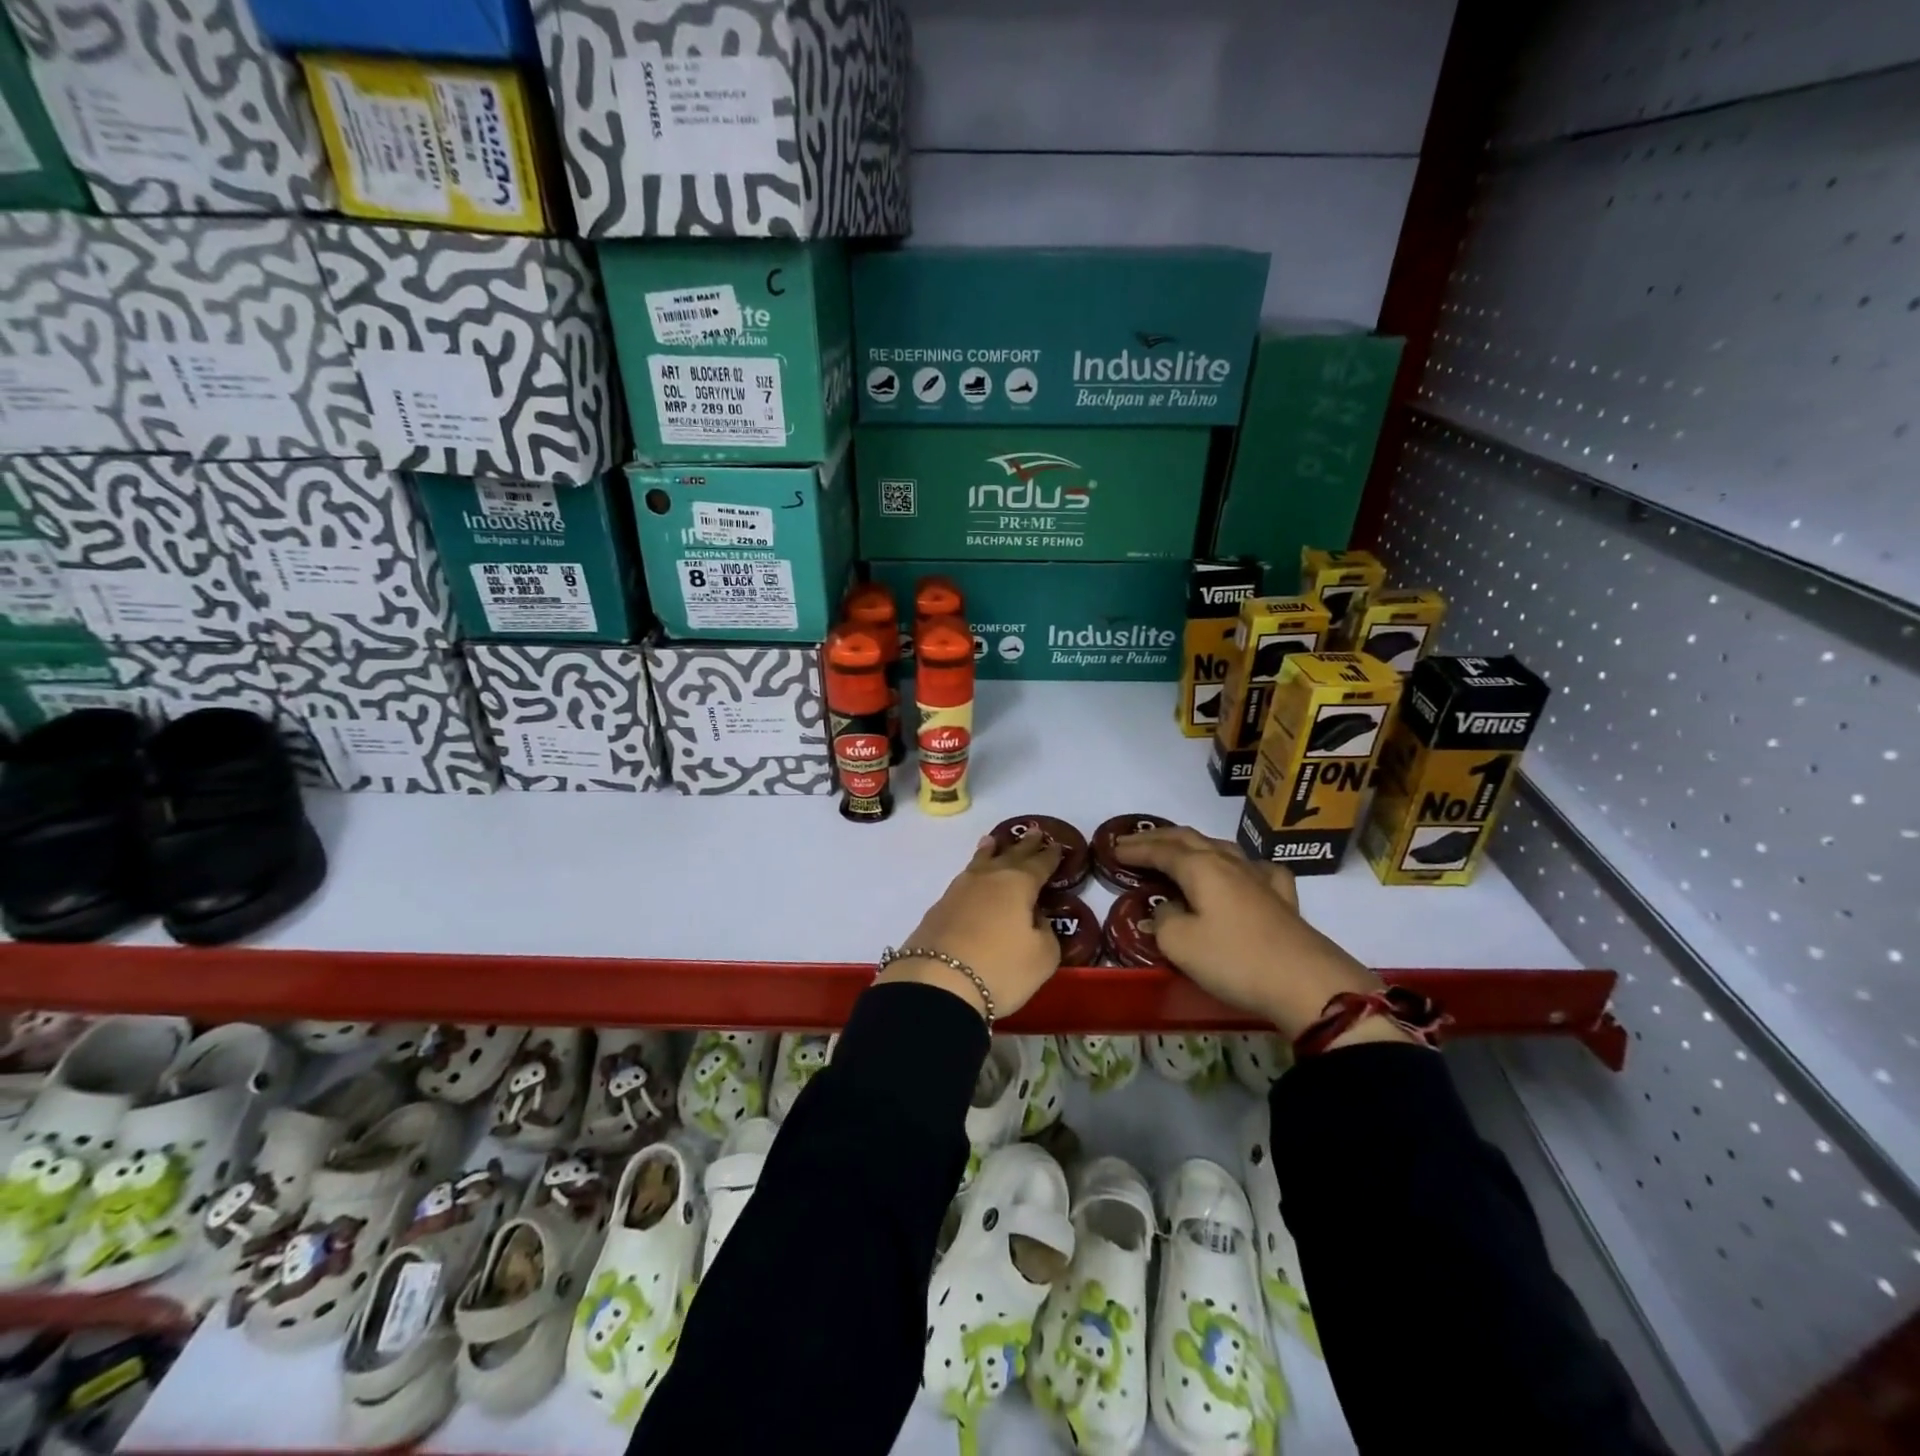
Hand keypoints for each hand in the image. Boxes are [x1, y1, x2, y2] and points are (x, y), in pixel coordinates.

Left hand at [878, 833, 1065, 1019]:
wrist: (937, 982)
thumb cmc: (1000, 968)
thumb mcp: (1042, 957)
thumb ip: (1046, 932)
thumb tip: (1035, 917)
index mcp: (1018, 884)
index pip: (1039, 864)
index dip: (1050, 856)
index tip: (1057, 846)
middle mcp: (988, 878)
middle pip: (1009, 856)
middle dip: (1024, 846)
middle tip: (1034, 832)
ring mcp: (959, 890)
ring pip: (980, 862)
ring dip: (990, 852)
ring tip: (994, 841)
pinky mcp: (939, 908)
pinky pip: (964, 881)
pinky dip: (974, 872)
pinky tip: (972, 877)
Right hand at [1113, 826, 1389, 1039]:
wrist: (1307, 984)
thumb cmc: (1235, 960)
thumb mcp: (1181, 944)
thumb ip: (1163, 920)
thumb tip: (1164, 910)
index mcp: (1201, 868)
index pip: (1160, 850)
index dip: (1135, 849)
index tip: (1112, 849)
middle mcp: (1228, 863)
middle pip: (1188, 839)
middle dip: (1157, 838)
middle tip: (1132, 842)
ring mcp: (1259, 878)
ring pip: (1221, 848)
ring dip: (1193, 845)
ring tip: (1177, 851)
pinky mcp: (1282, 898)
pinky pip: (1255, 869)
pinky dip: (1239, 865)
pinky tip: (1243, 872)